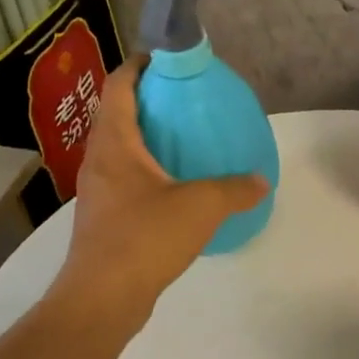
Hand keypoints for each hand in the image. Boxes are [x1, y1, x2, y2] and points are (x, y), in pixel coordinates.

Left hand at [55, 59, 266, 326]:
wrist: (102, 298)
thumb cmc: (145, 238)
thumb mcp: (202, 206)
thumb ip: (235, 189)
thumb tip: (261, 180)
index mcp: (115, 143)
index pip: (120, 86)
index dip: (140, 66)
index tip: (167, 60)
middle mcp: (99, 160)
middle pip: (117, 114)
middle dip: (148, 101)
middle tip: (186, 100)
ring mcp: (97, 190)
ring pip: (119, 149)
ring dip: (146, 137)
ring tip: (184, 139)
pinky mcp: (103, 217)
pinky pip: (125, 178)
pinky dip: (147, 169)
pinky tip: (176, 186)